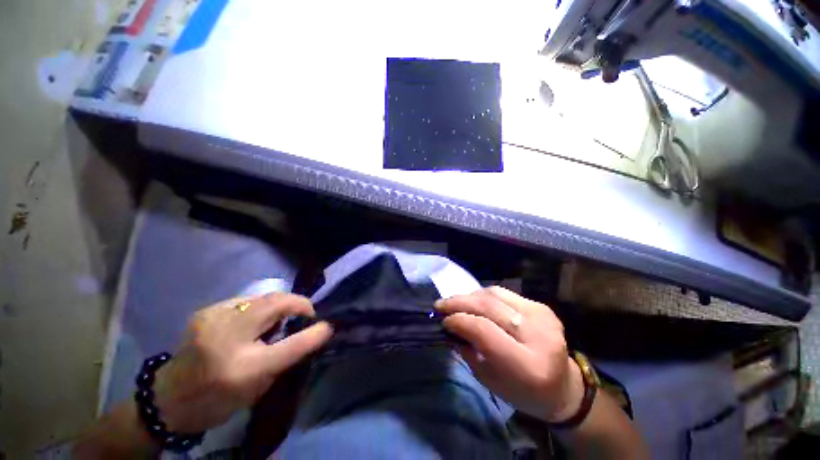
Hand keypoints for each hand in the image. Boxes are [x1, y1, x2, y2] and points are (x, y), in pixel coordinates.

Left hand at [152, 293, 332, 433]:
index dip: (314, 332)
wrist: (169, 398)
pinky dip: (259, 307)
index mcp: (241, 369)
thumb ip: (286, 357)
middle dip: (297, 304)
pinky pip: (246, 300)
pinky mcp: (207, 310)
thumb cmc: (218, 400)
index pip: (290, 346)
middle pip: (276, 304)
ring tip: (278, 319)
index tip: (327, 325)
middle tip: (304, 314)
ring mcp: (213, 319)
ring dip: (278, 305)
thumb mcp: (258, 387)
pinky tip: (253, 320)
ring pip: (263, 297)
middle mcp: (226, 338)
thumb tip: (314, 333)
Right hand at [436, 287, 583, 422]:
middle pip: (489, 307)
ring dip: (470, 296)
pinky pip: (504, 294)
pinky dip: (484, 296)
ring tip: (454, 302)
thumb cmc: (523, 392)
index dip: (459, 320)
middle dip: (459, 302)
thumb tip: (448, 324)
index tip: (442, 320)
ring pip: (495, 294)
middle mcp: (538, 335)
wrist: (564, 387)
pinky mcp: (541, 307)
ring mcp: (542, 316)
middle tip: (440, 304)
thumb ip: (467, 349)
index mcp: (527, 364)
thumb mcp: (489, 379)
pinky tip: (474, 302)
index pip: (484, 330)